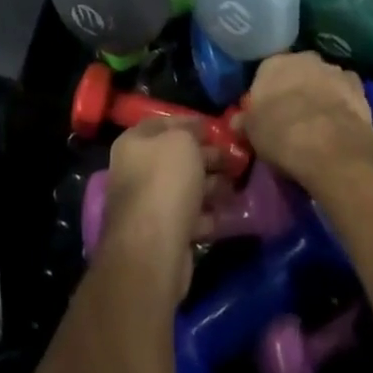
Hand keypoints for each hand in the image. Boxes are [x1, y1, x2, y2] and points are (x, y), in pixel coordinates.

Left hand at [97, 118, 231, 307]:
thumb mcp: (182, 141)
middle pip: (177, 157)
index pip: (165, 124)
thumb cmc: (166, 181)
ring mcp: (148, 204)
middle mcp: (136, 171)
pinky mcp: (162, 234)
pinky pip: (190, 216)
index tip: (219, 129)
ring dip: (212, 184)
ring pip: (185, 187)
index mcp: (133, 143)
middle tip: (236, 157)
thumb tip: (198, 132)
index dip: (192, 123)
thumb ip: (191, 131)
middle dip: (208, 156)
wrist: (153, 248)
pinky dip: (209, 213)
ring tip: (238, 183)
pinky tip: (230, 212)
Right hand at [235, 52, 372, 192]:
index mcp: (273, 64)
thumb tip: (238, 122)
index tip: (269, 112)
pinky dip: (344, 103)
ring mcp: (334, 70)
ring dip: (322, 93)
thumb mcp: (252, 133)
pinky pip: (346, 93)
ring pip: (324, 79)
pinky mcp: (358, 86)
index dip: (269, 93)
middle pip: (298, 71)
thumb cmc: (280, 134)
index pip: (267, 73)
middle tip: (294, 115)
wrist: (328, 145)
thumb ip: (246, 121)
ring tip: (320, 122)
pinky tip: (341, 123)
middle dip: (297, 88)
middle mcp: (304, 58)